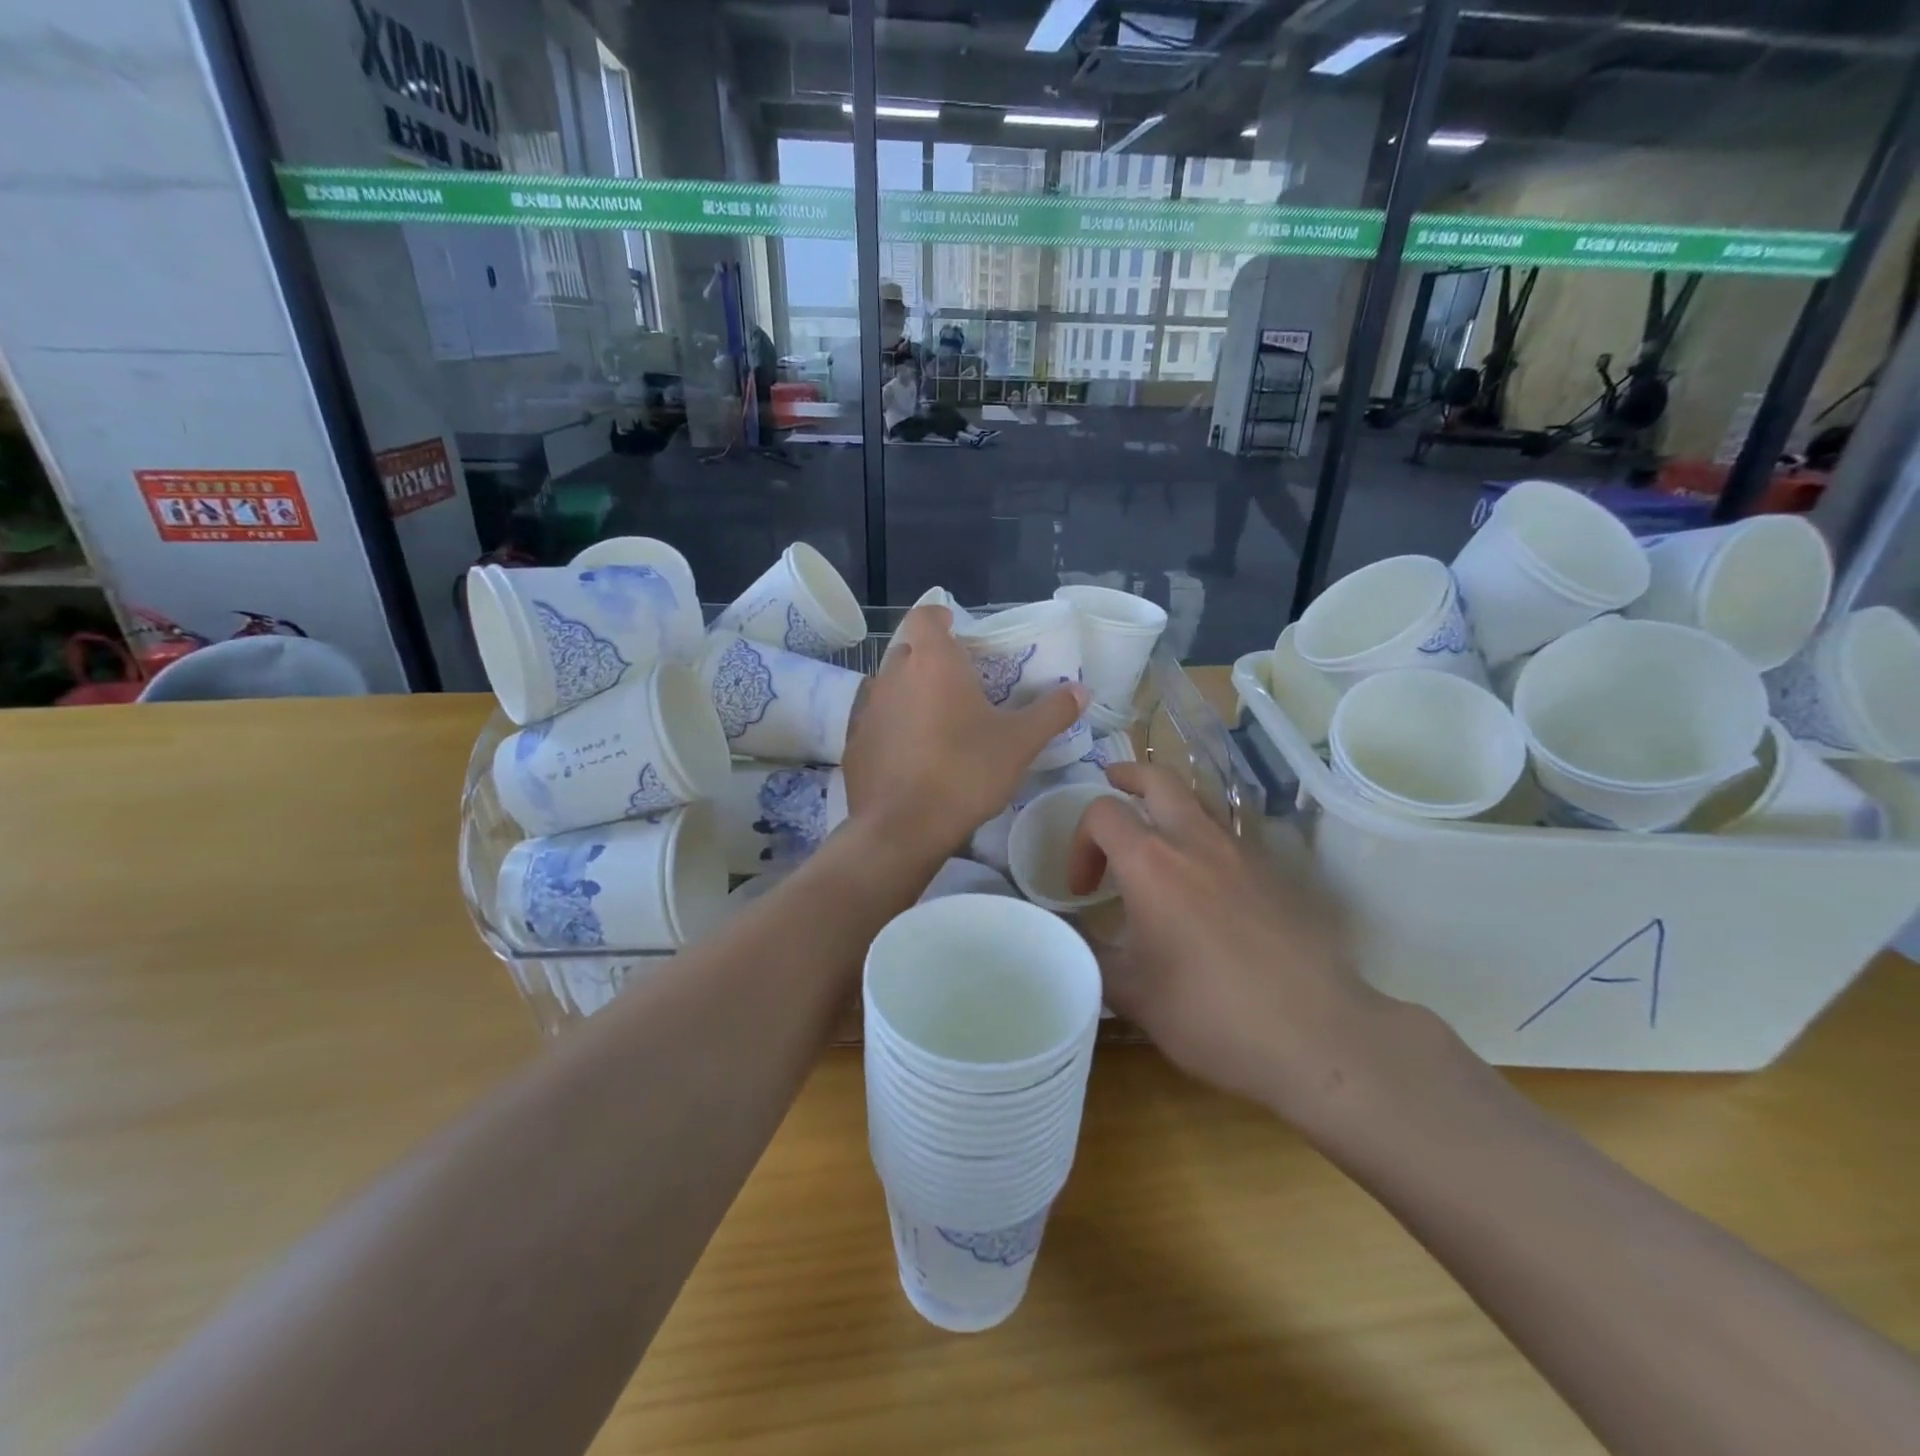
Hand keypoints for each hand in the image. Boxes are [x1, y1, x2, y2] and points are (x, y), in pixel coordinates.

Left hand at [843, 605, 1084, 861]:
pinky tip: (912, 754)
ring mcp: (868, 709)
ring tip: (938, 720)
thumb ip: (1051, 712)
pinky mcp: (854, 743)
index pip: (926, 615)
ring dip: (911, 693)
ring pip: (890, 686)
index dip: (941, 617)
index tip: (959, 632)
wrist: (902, 828)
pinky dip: (893, 727)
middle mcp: (893, 675)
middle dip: (930, 659)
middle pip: (908, 650)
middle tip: (959, 682)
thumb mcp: (1019, 743)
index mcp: (933, 662)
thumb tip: (1080, 690)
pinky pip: (876, 721)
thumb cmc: (964, 773)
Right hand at [1068, 762, 1406, 1127]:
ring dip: (1169, 803)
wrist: (1315, 1036)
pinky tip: (1203, 881)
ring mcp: (1242, 853)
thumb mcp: (1132, 995)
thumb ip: (1091, 957)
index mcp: (1151, 863)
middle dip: (1128, 777)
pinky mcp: (1275, 874)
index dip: (1080, 842)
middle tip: (1111, 785)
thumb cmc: (1210, 1014)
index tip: (1082, 889)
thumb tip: (1072, 941)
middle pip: (1159, 778)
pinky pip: (1229, 835)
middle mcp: (1195, 842)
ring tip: (1154, 830)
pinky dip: (1203, 837)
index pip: (1102, 813)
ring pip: (1199, 800)